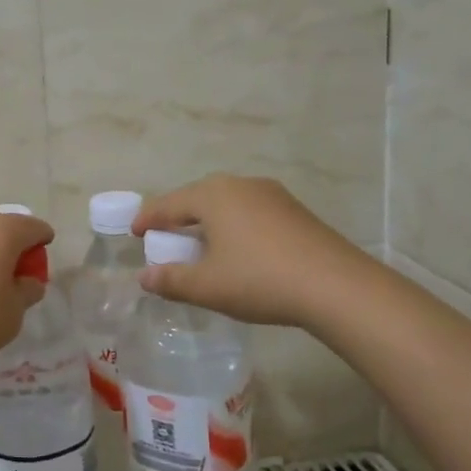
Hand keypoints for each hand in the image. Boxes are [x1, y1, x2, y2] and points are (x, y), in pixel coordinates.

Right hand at [134, 175, 372, 328]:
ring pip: (227, 202)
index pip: (169, 204)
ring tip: (200, 242)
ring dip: (208, 220)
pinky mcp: (295, 210)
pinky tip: (238, 247)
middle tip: (164, 236)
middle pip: (198, 197)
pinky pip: (250, 211)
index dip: (148, 218)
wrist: (336, 286)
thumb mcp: (207, 286)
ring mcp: (272, 194)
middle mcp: (240, 185)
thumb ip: (171, 280)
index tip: (134, 232)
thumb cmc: (260, 280)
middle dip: (178, 216)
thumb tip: (144, 277)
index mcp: (213, 195)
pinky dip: (234, 225)